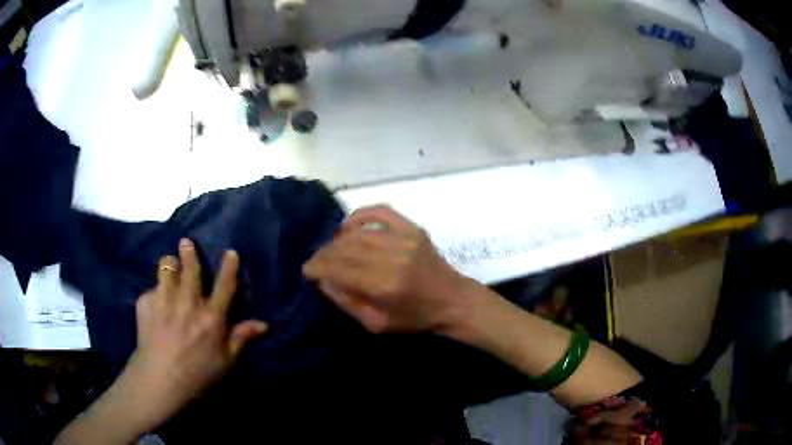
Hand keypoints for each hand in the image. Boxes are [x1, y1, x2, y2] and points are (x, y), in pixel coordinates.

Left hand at [127, 239, 267, 428]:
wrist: (159, 380)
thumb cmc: (197, 374)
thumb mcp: (226, 361)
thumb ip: (241, 338)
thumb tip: (264, 324)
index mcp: (211, 317)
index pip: (224, 285)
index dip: (229, 267)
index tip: (231, 252)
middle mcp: (188, 303)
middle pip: (190, 268)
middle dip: (189, 252)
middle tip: (186, 243)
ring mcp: (164, 300)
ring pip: (166, 268)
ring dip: (169, 265)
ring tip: (168, 267)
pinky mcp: (145, 303)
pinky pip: (151, 290)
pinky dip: (154, 295)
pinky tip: (153, 307)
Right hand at [303, 206, 471, 333]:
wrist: (453, 301)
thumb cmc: (415, 319)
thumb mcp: (377, 324)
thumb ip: (347, 302)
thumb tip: (322, 280)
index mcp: (383, 285)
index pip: (338, 269)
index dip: (317, 267)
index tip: (307, 270)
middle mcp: (392, 257)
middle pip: (344, 248)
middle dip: (324, 254)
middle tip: (316, 261)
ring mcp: (404, 238)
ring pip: (358, 232)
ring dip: (337, 239)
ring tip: (330, 249)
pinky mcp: (413, 228)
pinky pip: (380, 212)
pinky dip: (360, 215)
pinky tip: (349, 227)